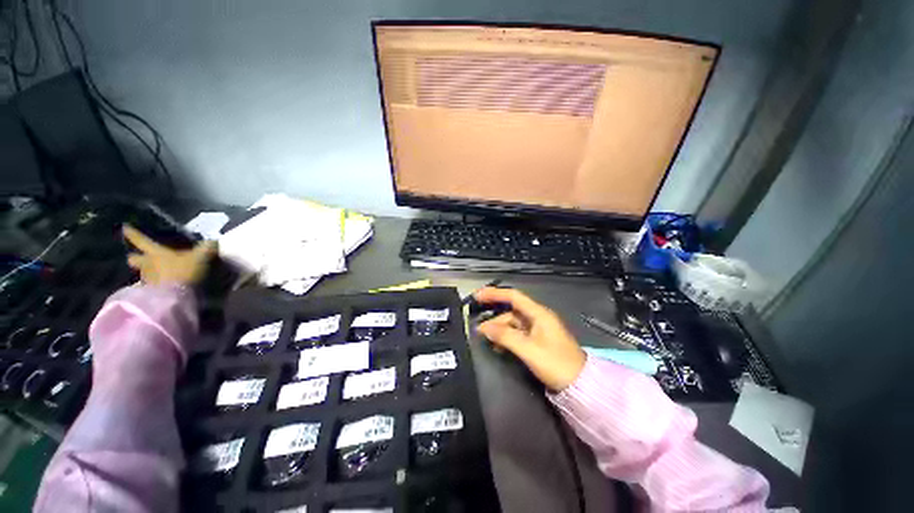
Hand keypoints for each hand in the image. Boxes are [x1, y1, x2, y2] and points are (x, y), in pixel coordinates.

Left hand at [123, 224, 216, 285]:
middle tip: (138, 257)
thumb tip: (213, 241)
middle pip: (134, 259)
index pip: (142, 240)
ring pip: (143, 273)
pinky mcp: (151, 294)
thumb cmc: (184, 271)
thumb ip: (207, 248)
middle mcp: (147, 264)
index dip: (133, 234)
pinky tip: (163, 287)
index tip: (125, 228)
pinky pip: (151, 286)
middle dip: (136, 257)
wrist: (176, 297)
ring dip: (148, 273)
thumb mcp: (200, 257)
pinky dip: (156, 285)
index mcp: (156, 253)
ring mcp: (147, 280)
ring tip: (157, 274)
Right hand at [475, 287, 585, 391]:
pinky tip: (498, 346)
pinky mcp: (537, 341)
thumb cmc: (556, 364)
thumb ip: (505, 336)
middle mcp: (537, 318)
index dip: (495, 293)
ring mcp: (538, 330)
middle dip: (495, 318)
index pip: (513, 296)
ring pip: (513, 324)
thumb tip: (484, 327)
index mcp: (538, 314)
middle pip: (511, 312)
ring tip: (486, 340)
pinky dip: (506, 338)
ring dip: (499, 330)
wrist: (580, 385)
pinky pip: (517, 334)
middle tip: (478, 328)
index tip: (478, 295)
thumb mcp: (529, 349)